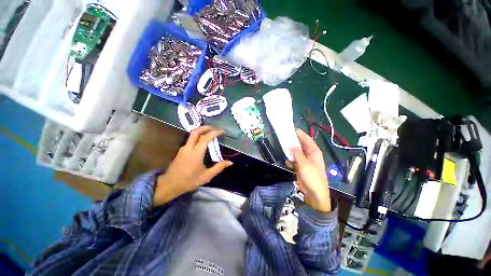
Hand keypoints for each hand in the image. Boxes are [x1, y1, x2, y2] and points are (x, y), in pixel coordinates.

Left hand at [153, 126, 232, 206]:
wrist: (170, 185)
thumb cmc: (189, 181)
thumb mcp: (207, 176)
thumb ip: (219, 167)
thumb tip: (230, 162)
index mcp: (196, 153)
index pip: (205, 138)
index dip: (214, 132)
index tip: (222, 132)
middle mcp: (189, 148)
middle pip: (196, 131)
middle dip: (206, 127)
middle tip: (214, 128)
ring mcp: (183, 148)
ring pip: (192, 135)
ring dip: (201, 131)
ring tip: (210, 134)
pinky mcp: (181, 151)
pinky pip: (190, 140)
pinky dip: (197, 137)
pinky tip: (202, 143)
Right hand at [288, 129, 330, 211]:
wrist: (314, 194)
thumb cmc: (312, 177)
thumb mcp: (304, 164)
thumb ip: (297, 153)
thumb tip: (291, 144)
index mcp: (314, 151)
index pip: (306, 139)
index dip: (300, 133)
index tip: (291, 129)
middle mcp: (310, 155)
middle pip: (301, 145)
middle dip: (293, 141)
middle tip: (284, 137)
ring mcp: (305, 161)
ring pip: (297, 152)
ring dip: (291, 151)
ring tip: (283, 147)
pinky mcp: (301, 167)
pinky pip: (295, 160)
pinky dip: (291, 160)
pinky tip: (287, 162)